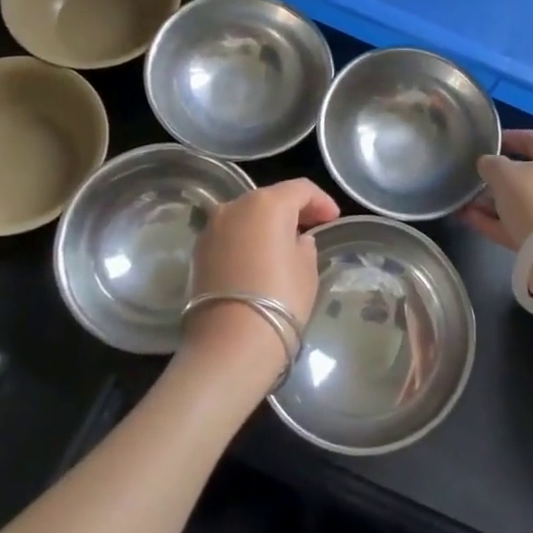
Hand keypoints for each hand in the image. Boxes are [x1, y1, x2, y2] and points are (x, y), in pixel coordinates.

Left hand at [182, 179, 339, 389]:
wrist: (230, 343)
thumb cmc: (280, 299)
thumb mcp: (307, 269)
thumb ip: (304, 245)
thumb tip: (296, 240)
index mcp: (267, 203)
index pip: (300, 189)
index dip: (321, 201)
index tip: (333, 219)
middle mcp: (235, 206)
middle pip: (270, 198)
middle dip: (293, 210)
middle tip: (312, 228)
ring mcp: (212, 228)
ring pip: (246, 215)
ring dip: (267, 224)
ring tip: (285, 244)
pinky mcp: (199, 251)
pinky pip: (230, 235)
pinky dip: (247, 239)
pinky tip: (259, 258)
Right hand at [464, 129, 532, 249]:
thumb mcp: (504, 175)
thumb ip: (490, 164)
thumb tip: (487, 164)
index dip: (510, 137)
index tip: (488, 142)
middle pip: (529, 173)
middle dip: (499, 177)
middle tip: (475, 177)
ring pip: (523, 202)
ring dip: (494, 202)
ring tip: (465, 203)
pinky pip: (522, 224)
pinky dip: (498, 221)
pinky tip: (470, 220)